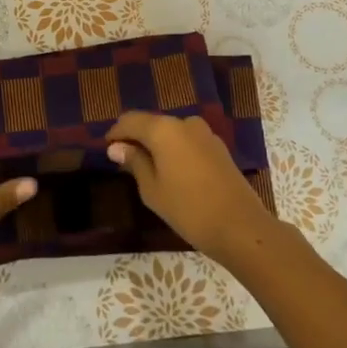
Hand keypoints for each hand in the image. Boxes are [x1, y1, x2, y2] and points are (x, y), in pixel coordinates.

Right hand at [104, 112, 273, 264]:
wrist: (240, 227)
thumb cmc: (188, 209)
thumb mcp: (152, 189)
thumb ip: (134, 162)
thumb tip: (117, 147)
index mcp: (164, 129)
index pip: (130, 120)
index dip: (116, 133)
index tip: (106, 149)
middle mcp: (184, 123)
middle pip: (152, 123)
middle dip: (137, 138)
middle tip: (124, 161)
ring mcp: (205, 134)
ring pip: (171, 133)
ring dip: (157, 145)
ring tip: (147, 169)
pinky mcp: (218, 147)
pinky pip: (187, 142)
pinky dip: (175, 151)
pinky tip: (172, 172)